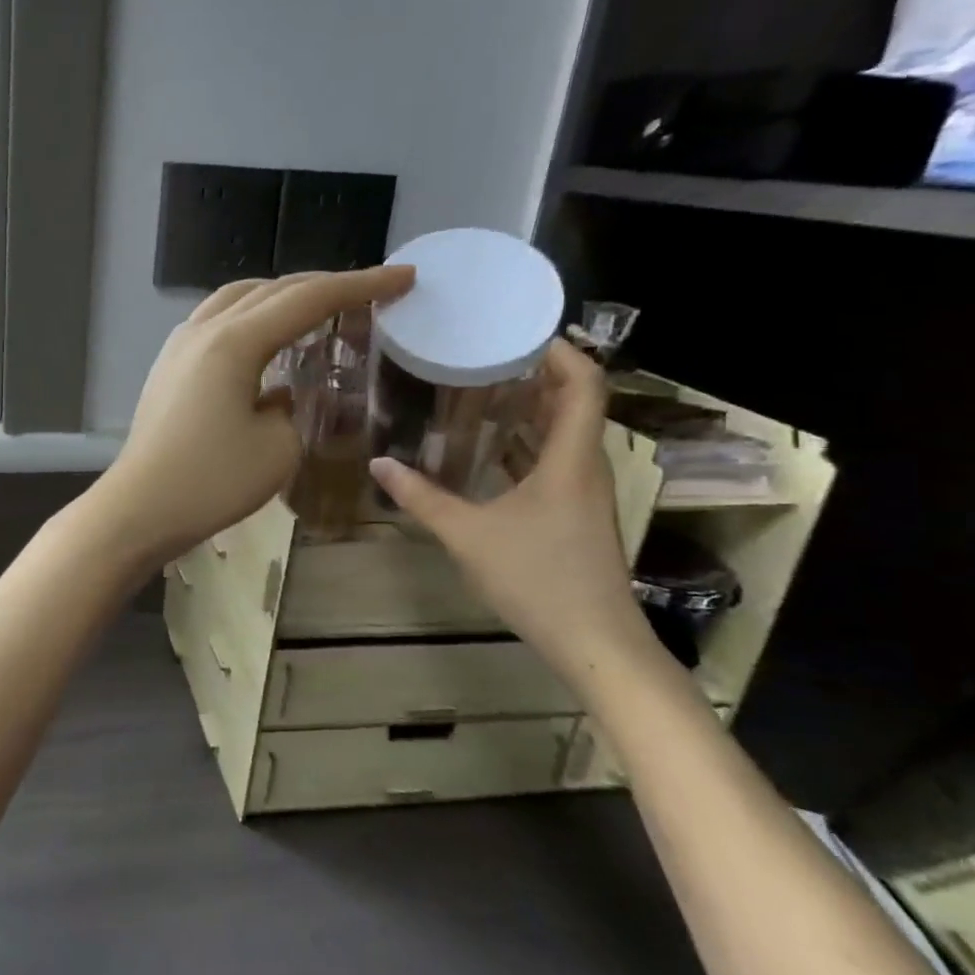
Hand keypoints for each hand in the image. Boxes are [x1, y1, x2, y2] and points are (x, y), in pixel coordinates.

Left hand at [95, 267, 414, 564]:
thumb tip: (279, 394)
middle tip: (368, 291)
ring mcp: (179, 345)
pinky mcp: (168, 365)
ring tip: (317, 308)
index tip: (402, 278)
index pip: (308, 299)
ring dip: (281, 296)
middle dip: (324, 285)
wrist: (140, 508)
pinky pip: (216, 320)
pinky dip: (250, 316)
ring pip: (238, 298)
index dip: (360, 285)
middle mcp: (204, 329)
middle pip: (272, 289)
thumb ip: (292, 408)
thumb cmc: (211, 483)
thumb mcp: (277, 449)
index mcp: (235, 342)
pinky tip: (265, 339)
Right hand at [368, 339, 652, 677]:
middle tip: (485, 353)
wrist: (596, 643)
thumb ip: (422, 497)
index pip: (584, 383)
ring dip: (530, 408)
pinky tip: (486, 448)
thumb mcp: (468, 535)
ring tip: (480, 389)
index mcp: (571, 459)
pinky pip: (554, 460)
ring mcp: (583, 492)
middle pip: (573, 402)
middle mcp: (585, 466)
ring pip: (563, 432)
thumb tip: (379, 464)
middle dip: (536, 372)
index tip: (518, 330)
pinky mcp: (575, 513)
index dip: (560, 350)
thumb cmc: (538, 578)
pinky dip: (525, 443)